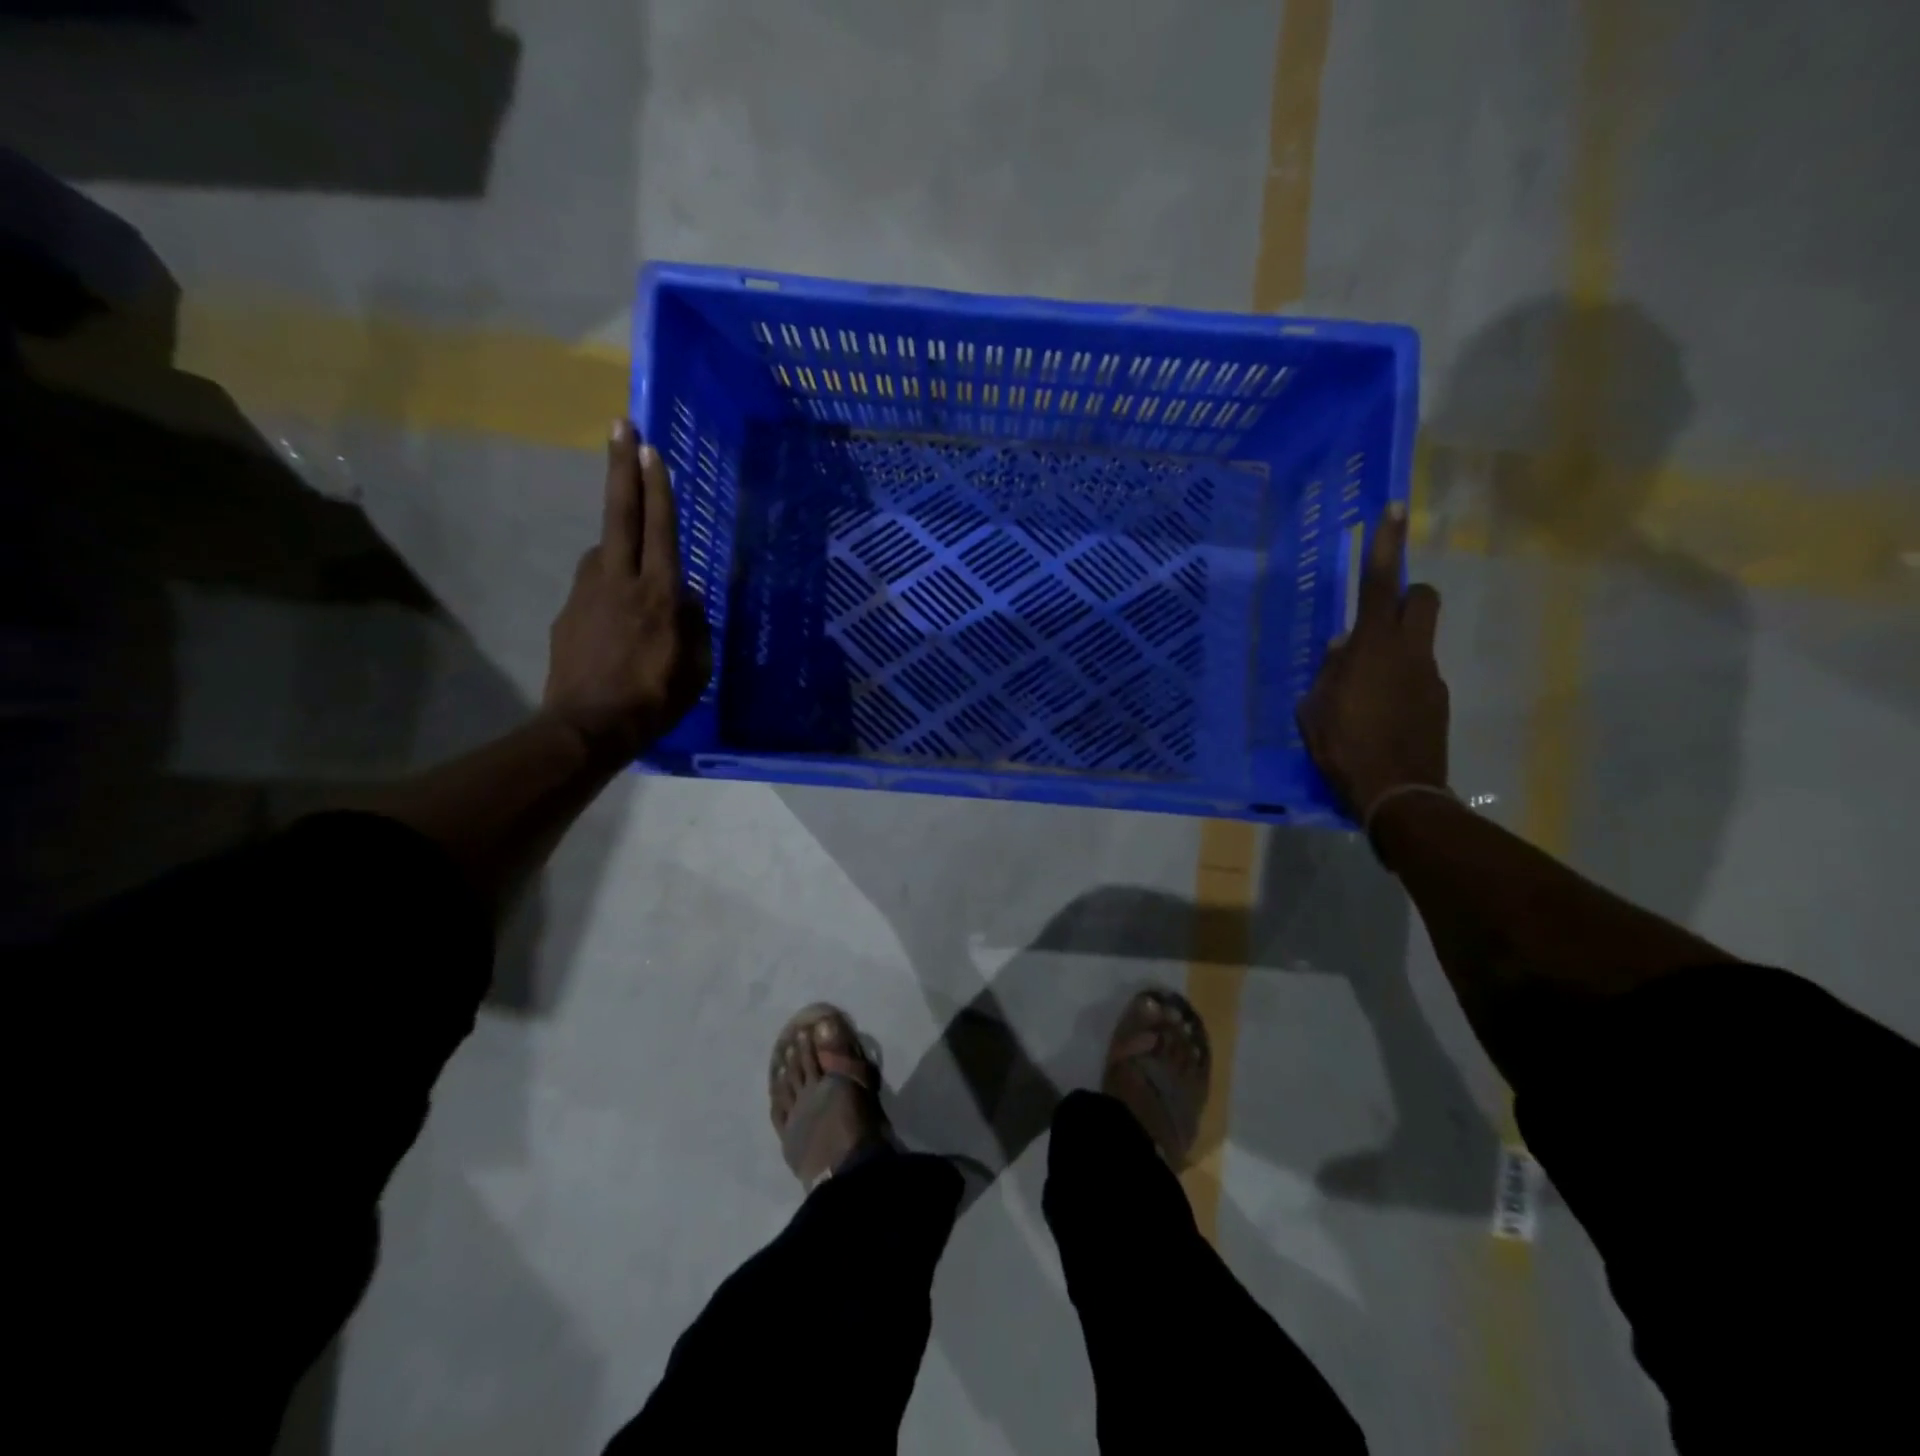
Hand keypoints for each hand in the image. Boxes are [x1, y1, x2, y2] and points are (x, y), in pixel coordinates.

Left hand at [543, 421, 710, 765]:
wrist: (587, 726)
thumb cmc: (654, 699)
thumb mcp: (696, 668)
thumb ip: (695, 625)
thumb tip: (687, 599)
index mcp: (659, 593)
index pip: (660, 527)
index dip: (656, 486)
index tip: (648, 446)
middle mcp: (620, 580)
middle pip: (620, 513)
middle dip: (622, 467)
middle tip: (619, 426)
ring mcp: (587, 592)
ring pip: (604, 550)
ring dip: (619, 543)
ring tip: (636, 570)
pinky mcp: (567, 611)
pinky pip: (594, 585)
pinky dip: (608, 585)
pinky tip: (616, 617)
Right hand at [1295, 501, 1448, 820]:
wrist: (1398, 793)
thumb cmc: (1343, 747)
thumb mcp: (1315, 709)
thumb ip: (1329, 672)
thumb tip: (1342, 648)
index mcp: (1371, 649)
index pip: (1379, 584)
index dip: (1386, 544)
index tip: (1394, 507)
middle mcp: (1407, 653)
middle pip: (1420, 598)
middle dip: (1405, 595)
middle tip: (1377, 618)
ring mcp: (1429, 677)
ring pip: (1417, 641)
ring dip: (1394, 649)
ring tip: (1362, 692)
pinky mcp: (1437, 702)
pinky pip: (1417, 676)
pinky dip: (1399, 683)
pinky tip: (1378, 717)